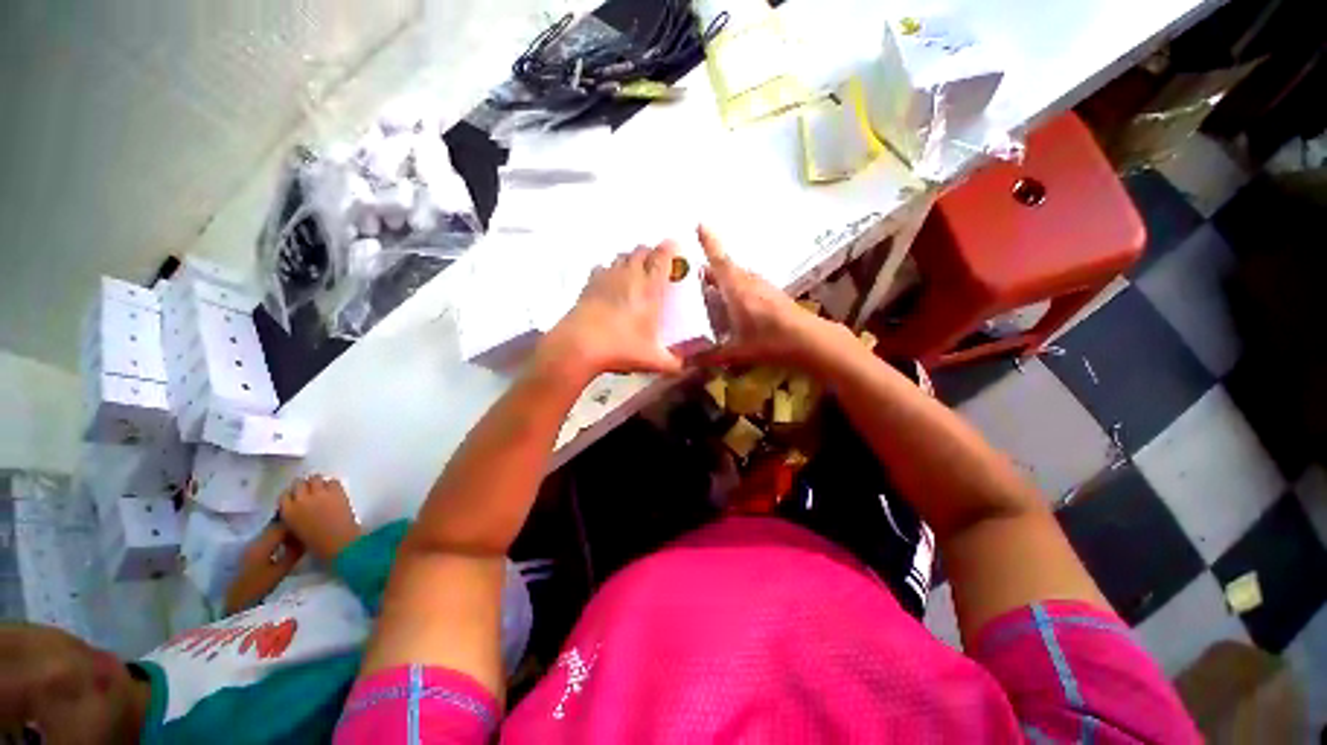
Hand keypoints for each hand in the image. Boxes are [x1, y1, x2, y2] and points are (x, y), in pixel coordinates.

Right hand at [278, 475, 362, 563]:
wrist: (339, 543)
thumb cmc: (316, 544)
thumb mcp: (296, 530)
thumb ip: (293, 517)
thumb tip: (297, 509)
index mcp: (287, 512)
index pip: (284, 495)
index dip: (291, 496)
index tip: (297, 498)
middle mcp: (301, 499)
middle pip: (299, 483)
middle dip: (304, 487)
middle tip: (311, 492)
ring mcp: (320, 493)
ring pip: (315, 478)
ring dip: (317, 483)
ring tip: (322, 490)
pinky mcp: (337, 492)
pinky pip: (333, 481)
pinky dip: (332, 485)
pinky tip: (334, 492)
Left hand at [539, 242, 683, 378]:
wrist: (579, 345)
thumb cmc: (621, 348)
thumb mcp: (653, 360)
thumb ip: (673, 363)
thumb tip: (686, 368)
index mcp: (650, 289)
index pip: (662, 257)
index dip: (670, 248)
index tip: (674, 245)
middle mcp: (629, 276)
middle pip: (641, 251)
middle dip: (651, 253)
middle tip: (657, 265)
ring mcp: (607, 277)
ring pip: (622, 256)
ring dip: (631, 259)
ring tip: (635, 272)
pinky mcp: (589, 284)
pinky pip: (603, 267)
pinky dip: (610, 269)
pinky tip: (611, 282)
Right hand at [696, 225, 831, 367]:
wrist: (807, 339)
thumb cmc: (769, 341)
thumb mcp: (736, 352)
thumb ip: (710, 356)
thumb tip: (687, 363)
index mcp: (736, 289)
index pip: (719, 260)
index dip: (708, 242)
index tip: (699, 224)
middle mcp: (748, 281)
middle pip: (725, 267)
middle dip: (708, 269)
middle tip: (690, 278)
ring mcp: (762, 285)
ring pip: (737, 276)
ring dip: (723, 279)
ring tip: (708, 291)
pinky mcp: (771, 293)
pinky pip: (747, 284)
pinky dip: (736, 288)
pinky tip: (733, 304)